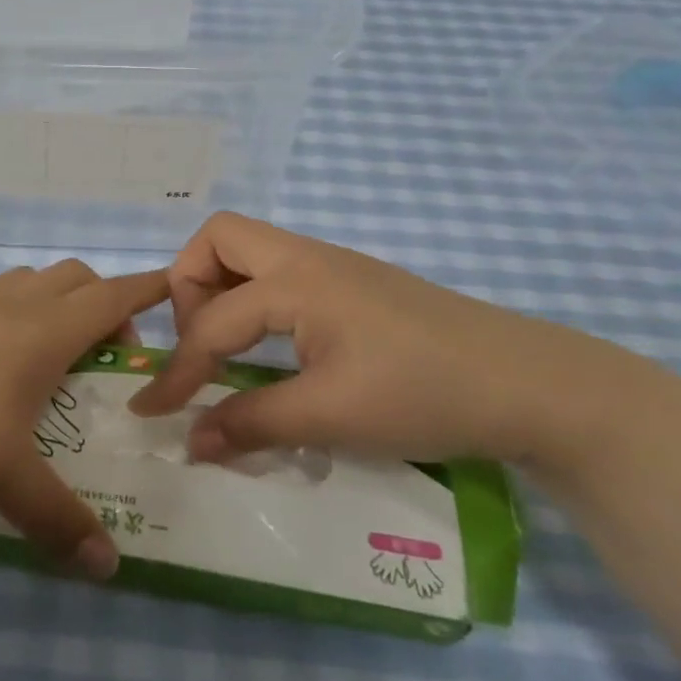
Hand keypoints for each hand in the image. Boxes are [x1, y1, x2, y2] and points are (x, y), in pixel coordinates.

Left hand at [0, 261, 169, 578]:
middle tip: (107, 353)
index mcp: (43, 330)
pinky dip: (11, 318)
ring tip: (51, 359)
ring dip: (55, 304)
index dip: (149, 290)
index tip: (176, 288)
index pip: (112, 296)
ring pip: (29, 284)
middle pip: (75, 279)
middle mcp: (12, 306)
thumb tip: (109, 568)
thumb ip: (55, 519)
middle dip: (104, 302)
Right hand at [128, 213, 653, 471]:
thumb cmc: (423, 394)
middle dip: (190, 286)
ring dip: (223, 289)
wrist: (529, 384)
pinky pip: (281, 274)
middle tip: (199, 343)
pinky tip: (273, 349)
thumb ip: (251, 424)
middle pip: (219, 238)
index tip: (150, 410)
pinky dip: (256, 300)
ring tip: (226, 347)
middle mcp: (307, 258)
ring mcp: (334, 266)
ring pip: (252, 251)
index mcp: (294, 281)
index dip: (176, 370)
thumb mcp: (331, 417)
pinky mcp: (355, 285)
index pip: (211, 322)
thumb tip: (190, 442)